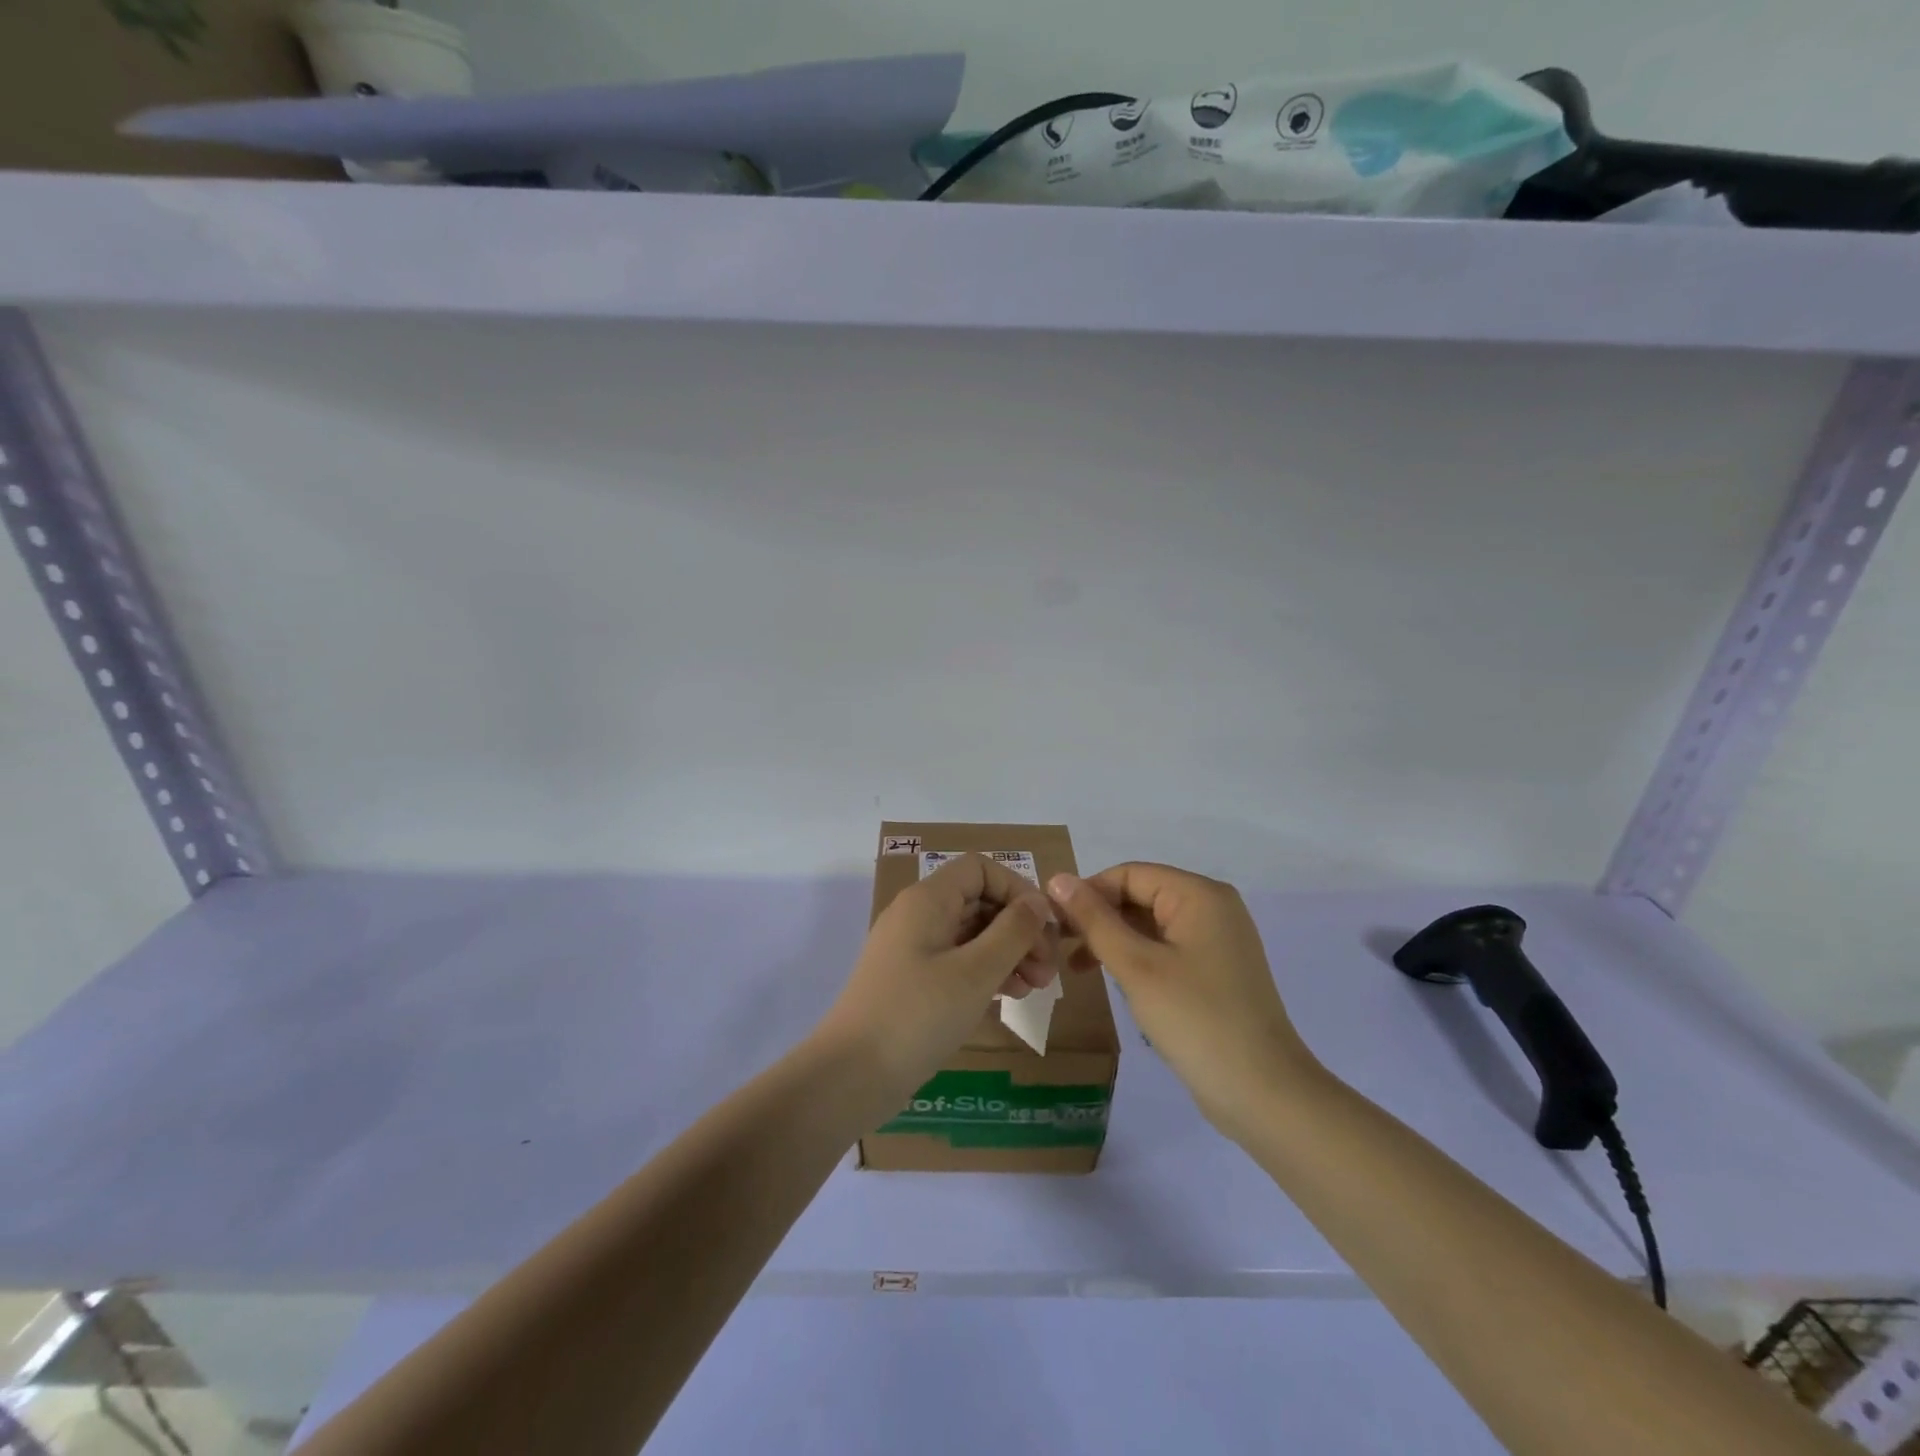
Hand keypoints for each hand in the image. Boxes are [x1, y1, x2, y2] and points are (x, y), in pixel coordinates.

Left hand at [817, 853, 1061, 1103]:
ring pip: (971, 933)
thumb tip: (1036, 902)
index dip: (1017, 890)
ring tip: (1034, 987)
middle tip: (1047, 971)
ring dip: (1007, 952)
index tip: (1045, 928)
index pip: (981, 869)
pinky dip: (985, 971)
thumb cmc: (918, 1015)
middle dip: (1019, 929)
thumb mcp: (976, 971)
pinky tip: (1007, 996)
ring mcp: (911, 948)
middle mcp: (918, 914)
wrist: (851, 1074)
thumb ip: (1013, 931)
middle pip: (979, 901)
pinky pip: (956, 960)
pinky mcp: (911, 979)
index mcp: (928, 899)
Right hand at [1048, 862, 1323, 1138]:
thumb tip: (1058, 878)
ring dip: (1113, 940)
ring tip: (1077, 969)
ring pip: (1151, 925)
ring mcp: (1217, 941)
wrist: (1263, 1093)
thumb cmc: (1196, 1020)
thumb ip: (1095, 920)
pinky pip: (1166, 949)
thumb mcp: (1136, 966)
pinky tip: (1113, 981)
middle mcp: (1212, 908)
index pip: (1129, 875)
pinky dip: (1137, 959)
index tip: (1052, 923)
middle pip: (1141, 896)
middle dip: (1099, 918)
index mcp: (1199, 895)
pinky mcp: (1216, 971)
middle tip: (1059, 947)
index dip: (1088, 893)